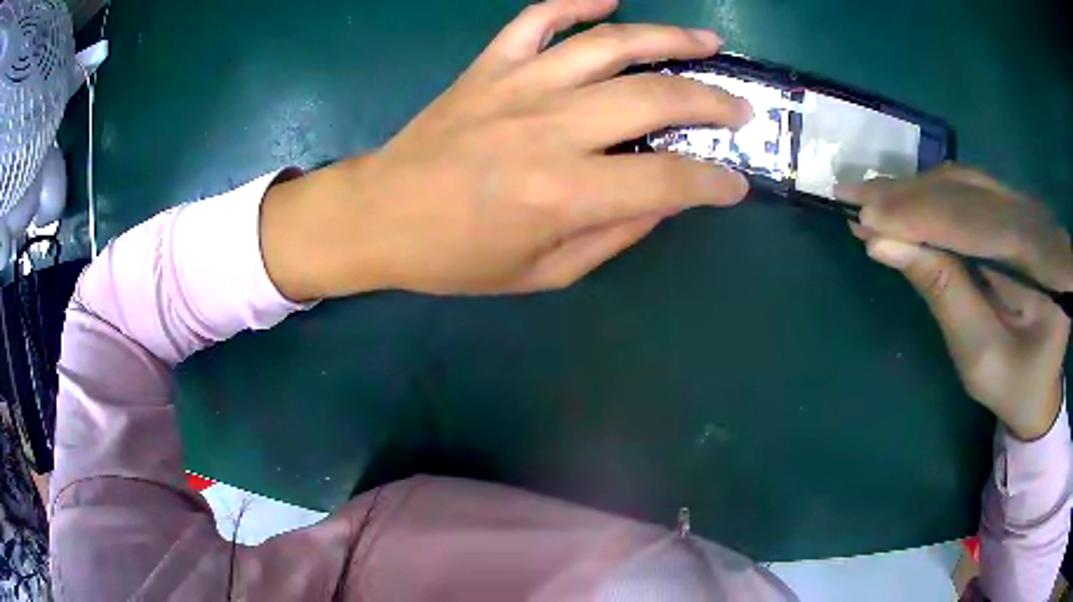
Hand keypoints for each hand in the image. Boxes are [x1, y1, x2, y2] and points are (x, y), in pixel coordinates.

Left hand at [261, 0, 750, 299]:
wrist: (379, 216)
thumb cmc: (455, 256)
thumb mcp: (543, 272)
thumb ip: (613, 235)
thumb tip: (664, 200)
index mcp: (563, 193)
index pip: (667, 179)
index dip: (713, 183)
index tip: (736, 183)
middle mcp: (549, 128)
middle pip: (653, 98)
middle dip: (711, 103)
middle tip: (740, 107)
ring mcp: (517, 85)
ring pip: (609, 45)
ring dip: (667, 38)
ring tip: (706, 42)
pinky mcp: (488, 66)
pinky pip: (538, 18)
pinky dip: (576, 3)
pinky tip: (608, 0)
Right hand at [840, 165, 1072, 439]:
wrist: (1041, 382)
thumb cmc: (1014, 385)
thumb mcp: (980, 355)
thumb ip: (942, 292)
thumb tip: (883, 243)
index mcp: (1046, 263)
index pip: (978, 223)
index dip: (922, 217)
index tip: (865, 216)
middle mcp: (1037, 219)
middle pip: (969, 192)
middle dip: (910, 197)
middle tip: (853, 197)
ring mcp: (1026, 207)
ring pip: (964, 183)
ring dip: (915, 190)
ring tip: (870, 198)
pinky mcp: (1014, 208)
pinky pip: (969, 188)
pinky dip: (931, 193)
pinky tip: (903, 200)